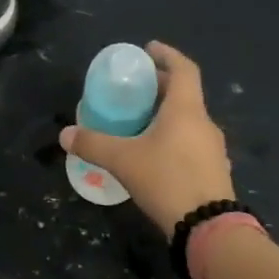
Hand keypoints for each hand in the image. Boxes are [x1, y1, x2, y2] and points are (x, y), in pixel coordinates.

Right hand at [59, 40, 233, 238]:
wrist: (209, 228)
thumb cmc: (167, 180)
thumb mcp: (123, 160)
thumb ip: (93, 144)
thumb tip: (65, 134)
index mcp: (186, 109)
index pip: (183, 69)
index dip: (166, 55)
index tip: (148, 49)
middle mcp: (203, 123)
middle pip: (183, 94)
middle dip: (159, 87)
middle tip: (133, 89)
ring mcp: (212, 149)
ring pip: (187, 120)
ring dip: (165, 114)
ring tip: (138, 121)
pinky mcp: (213, 171)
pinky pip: (190, 142)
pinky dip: (172, 138)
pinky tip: (153, 154)